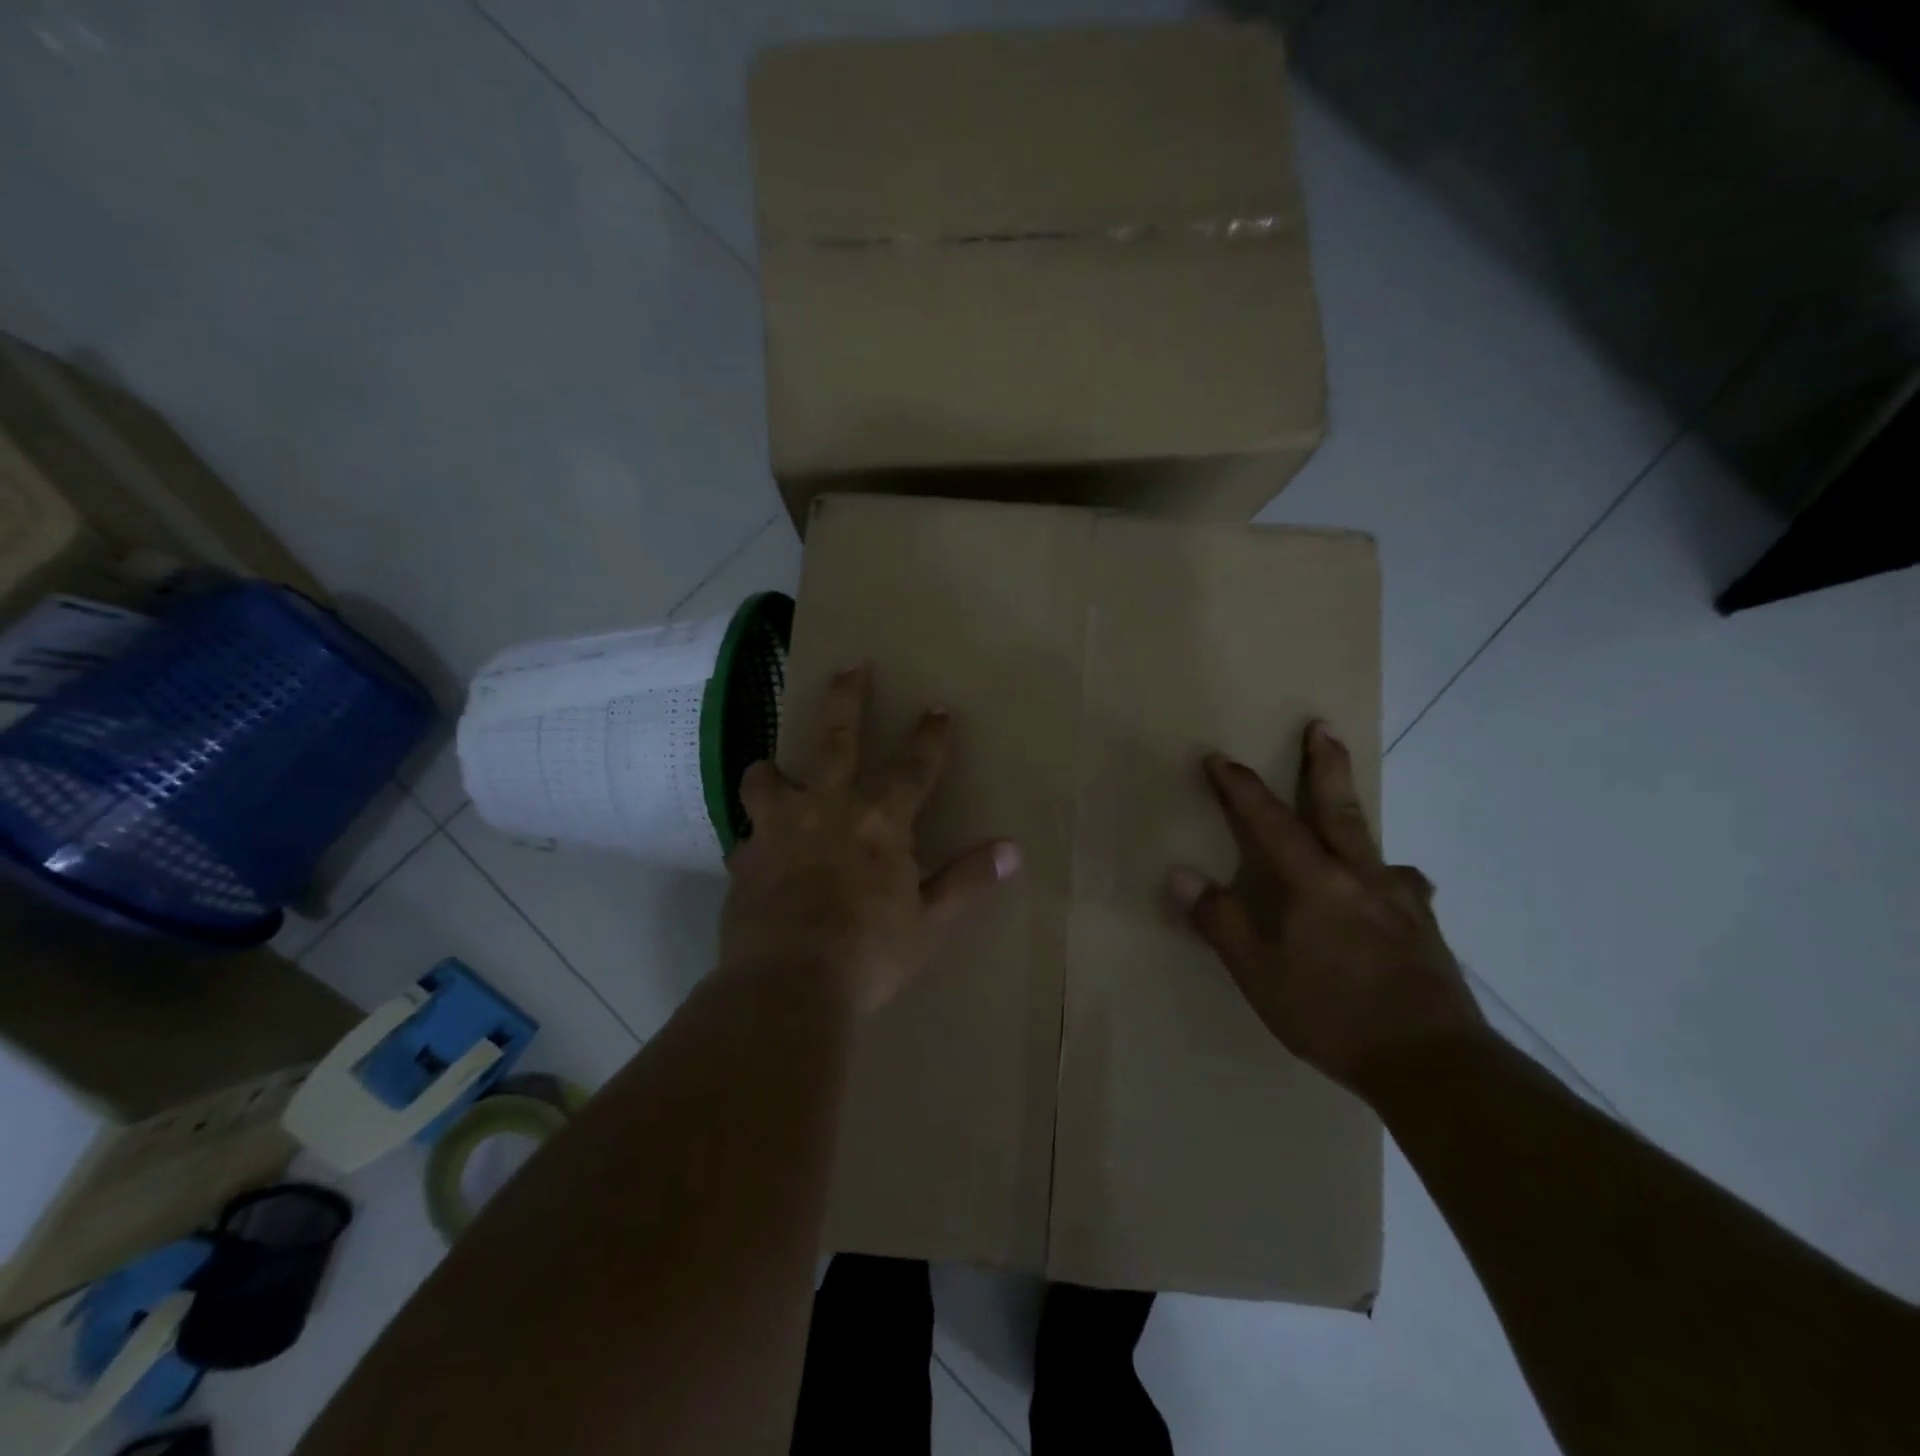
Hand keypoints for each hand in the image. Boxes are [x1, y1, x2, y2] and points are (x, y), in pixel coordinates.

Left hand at [721, 666, 1020, 1013]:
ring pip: (768, 775)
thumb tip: (1013, 850)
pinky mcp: (743, 857)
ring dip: (772, 767)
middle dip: (847, 699)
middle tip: (851, 667)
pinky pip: (745, 834)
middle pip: (836, 738)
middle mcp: (828, 807)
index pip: (914, 766)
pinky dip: (754, 837)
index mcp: (880, 820)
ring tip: (772, 767)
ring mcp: (779, 828)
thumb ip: (968, 881)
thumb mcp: (930, 923)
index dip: (930, 736)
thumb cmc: (870, 954)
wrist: (787, 986)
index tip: (938, 709)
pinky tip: (756, 852)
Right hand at [1168, 722, 1485, 1098]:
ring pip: (1375, 843)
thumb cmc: (1334, 1015)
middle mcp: (1361, 878)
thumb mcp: (1260, 974)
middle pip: (1339, 809)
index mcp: (1315, 883)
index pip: (1270, 822)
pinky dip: (1388, 876)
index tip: (1218, 759)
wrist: (1435, 1065)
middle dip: (1324, 765)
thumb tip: (1180, 873)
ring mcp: (1401, 901)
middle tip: (1322, 727)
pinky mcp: (1426, 929)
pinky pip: (1402, 885)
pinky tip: (1391, 892)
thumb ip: (1220, 921)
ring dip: (1356, 816)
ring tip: (1349, 816)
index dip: (1241, 788)